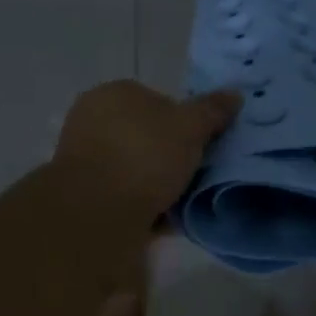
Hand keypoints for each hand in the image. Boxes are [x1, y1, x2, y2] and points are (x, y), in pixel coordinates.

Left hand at [53, 80, 240, 222]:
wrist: (97, 212)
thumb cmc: (143, 156)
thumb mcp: (189, 127)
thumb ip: (212, 110)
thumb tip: (234, 94)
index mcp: (113, 93)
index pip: (157, 100)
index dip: (183, 122)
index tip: (201, 146)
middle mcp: (91, 119)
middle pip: (144, 136)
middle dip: (168, 156)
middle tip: (194, 176)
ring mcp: (82, 158)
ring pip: (133, 168)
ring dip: (156, 184)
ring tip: (182, 203)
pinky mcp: (81, 194)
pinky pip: (122, 195)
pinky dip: (141, 205)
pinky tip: (163, 222)